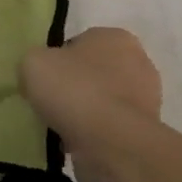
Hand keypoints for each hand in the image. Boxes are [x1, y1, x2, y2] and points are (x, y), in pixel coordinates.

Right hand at [19, 27, 161, 181]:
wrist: (111, 144)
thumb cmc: (75, 91)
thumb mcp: (33, 62)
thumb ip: (34, 63)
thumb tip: (38, 79)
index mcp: (116, 37)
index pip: (81, 43)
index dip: (58, 60)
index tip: (44, 79)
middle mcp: (139, 63)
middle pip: (94, 72)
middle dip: (75, 87)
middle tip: (51, 103)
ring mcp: (147, 101)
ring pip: (103, 102)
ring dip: (85, 114)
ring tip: (60, 128)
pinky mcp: (145, 133)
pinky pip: (110, 129)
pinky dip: (94, 136)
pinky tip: (76, 144)